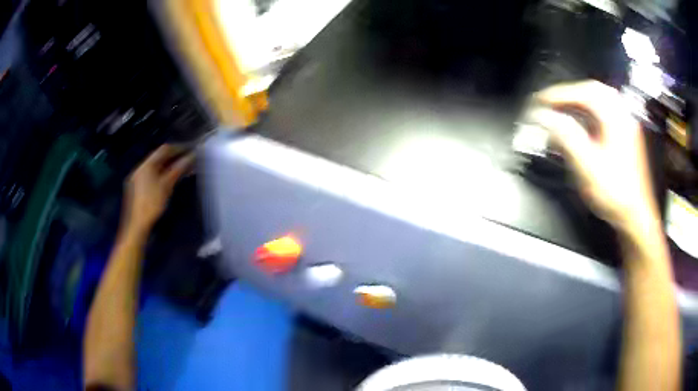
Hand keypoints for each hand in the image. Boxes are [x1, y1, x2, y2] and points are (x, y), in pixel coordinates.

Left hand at [122, 144, 193, 233]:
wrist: (137, 224)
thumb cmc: (151, 203)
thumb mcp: (166, 185)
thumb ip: (178, 169)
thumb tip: (191, 157)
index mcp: (147, 165)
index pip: (164, 150)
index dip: (178, 148)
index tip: (191, 150)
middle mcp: (141, 167)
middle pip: (160, 158)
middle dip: (175, 158)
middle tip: (189, 161)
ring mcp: (139, 177)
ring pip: (157, 167)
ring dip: (170, 166)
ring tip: (184, 171)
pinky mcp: (138, 187)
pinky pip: (153, 175)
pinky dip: (163, 174)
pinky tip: (171, 180)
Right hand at [530, 81, 660, 237]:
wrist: (635, 216)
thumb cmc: (615, 194)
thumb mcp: (589, 167)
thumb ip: (567, 137)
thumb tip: (545, 117)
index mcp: (616, 119)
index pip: (584, 93)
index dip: (559, 94)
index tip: (539, 101)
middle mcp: (622, 117)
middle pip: (593, 90)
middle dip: (569, 93)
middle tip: (550, 102)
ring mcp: (625, 126)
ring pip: (600, 100)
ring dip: (578, 100)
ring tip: (562, 108)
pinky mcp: (625, 136)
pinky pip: (604, 113)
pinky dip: (588, 111)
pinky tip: (580, 120)